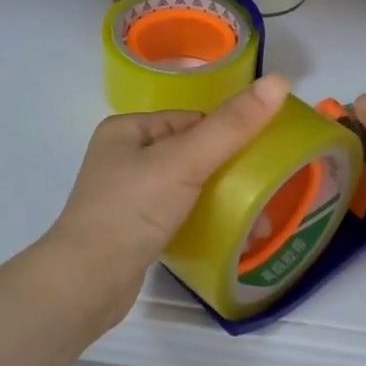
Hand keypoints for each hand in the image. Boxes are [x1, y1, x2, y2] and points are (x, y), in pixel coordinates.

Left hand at [45, 75, 289, 320]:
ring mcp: (128, 196)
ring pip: (188, 186)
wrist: (86, 284)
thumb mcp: (185, 161)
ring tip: (257, 223)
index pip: (192, 120)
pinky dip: (204, 221)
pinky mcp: (135, 231)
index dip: (228, 135)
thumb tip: (279, 81)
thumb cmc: (132, 210)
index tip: (264, 157)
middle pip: (192, 153)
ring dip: (221, 200)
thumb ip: (231, 126)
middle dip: (230, 172)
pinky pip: (179, 215)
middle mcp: (124, 157)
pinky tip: (229, 237)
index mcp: (127, 129)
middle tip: (267, 192)